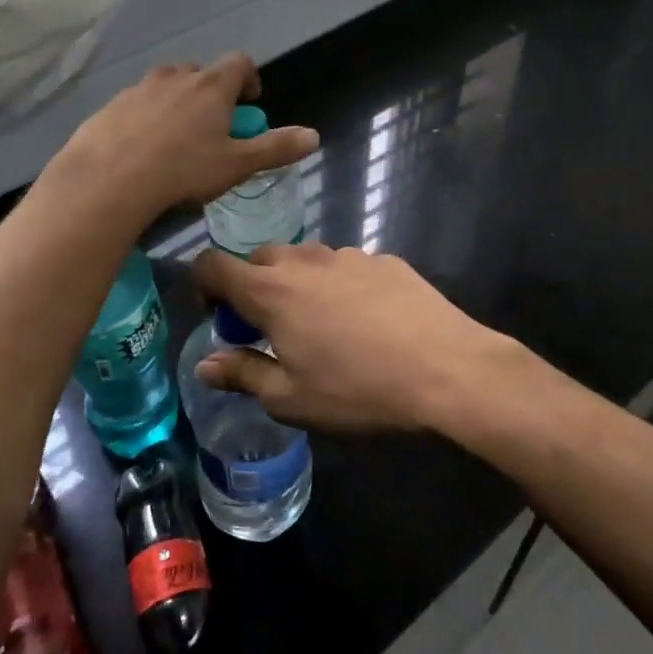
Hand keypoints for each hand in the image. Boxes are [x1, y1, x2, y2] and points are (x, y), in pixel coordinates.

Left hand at [47, 53, 317, 224]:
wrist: (108, 180)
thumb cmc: (183, 170)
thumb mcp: (237, 165)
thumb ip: (275, 148)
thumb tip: (313, 136)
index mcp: (211, 86)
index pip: (239, 63)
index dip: (249, 78)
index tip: (250, 101)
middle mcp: (175, 78)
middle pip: (201, 73)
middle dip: (211, 93)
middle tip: (213, 126)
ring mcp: (139, 89)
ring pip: (166, 86)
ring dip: (177, 102)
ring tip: (177, 138)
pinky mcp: (110, 106)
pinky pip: (137, 104)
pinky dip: (146, 117)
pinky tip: (142, 148)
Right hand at [192, 242, 513, 433]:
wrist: (448, 369)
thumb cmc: (359, 390)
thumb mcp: (292, 398)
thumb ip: (243, 374)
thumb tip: (206, 364)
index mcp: (271, 291)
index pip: (213, 264)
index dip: (204, 286)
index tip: (220, 318)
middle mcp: (304, 260)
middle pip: (259, 259)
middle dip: (253, 288)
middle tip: (270, 329)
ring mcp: (348, 255)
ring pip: (305, 260)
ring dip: (297, 284)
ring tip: (321, 325)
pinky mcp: (384, 259)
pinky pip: (345, 266)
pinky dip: (339, 285)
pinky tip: (366, 320)